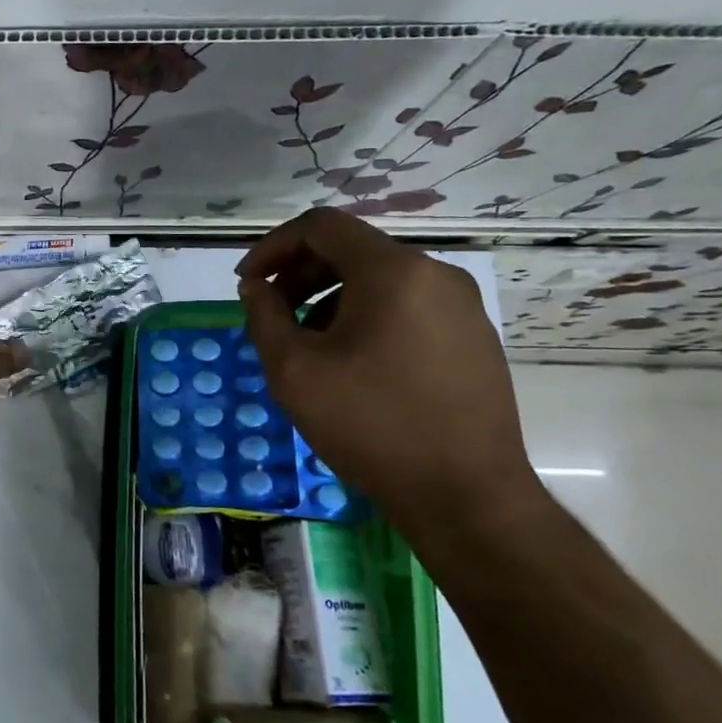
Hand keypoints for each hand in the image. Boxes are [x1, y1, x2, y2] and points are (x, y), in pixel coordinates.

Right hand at [236, 209, 538, 527]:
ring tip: (307, 347)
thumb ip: (264, 317)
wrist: (466, 497)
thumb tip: (257, 289)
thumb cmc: (371, 426)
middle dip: (299, 275)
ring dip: (330, 300)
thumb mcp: (294, 371)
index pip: (321, 226)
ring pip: (379, 281)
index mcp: (393, 272)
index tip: (247, 283)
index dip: (272, 246)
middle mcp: (435, 274)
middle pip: (352, 250)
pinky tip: (351, 365)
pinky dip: (366, 318)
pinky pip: (407, 307)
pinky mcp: (474, 338)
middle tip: (271, 316)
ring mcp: (462, 307)